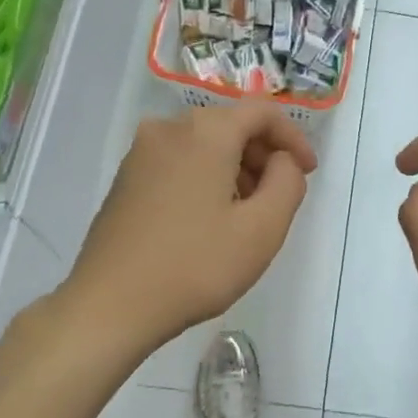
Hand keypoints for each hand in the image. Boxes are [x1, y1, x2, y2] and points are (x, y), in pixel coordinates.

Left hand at [63, 103, 316, 355]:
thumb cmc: (195, 265)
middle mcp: (168, 129)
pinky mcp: (125, 179)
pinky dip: (205, 178)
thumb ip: (288, 182)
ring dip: (235, 169)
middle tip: (280, 196)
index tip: (308, 172)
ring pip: (203, 145)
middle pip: (230, 125)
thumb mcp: (263, 228)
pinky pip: (179, 162)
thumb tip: (282, 161)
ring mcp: (140, 153)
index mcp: (204, 131)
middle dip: (263, 155)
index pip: (262, 112)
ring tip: (248, 214)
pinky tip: (210, 221)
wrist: (110, 306)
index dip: (293, 138)